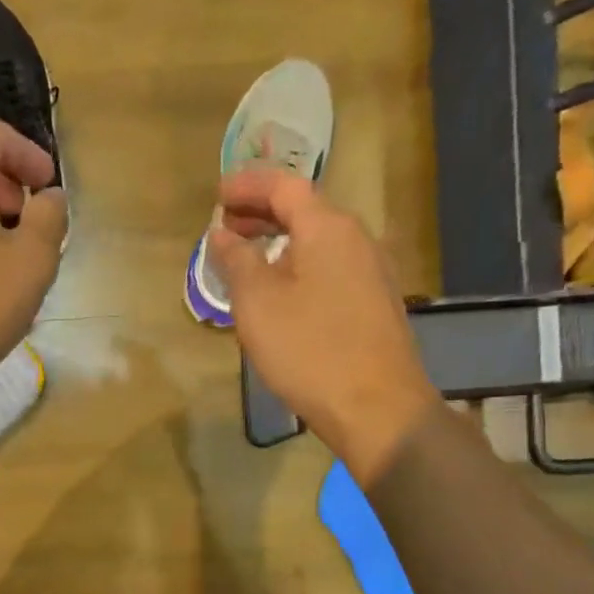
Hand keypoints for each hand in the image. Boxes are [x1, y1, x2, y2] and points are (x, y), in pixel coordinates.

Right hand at [210, 168, 437, 478]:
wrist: (376, 407)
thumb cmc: (310, 349)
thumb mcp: (257, 303)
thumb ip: (236, 260)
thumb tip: (222, 233)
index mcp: (328, 228)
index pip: (284, 187)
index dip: (248, 186)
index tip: (217, 194)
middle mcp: (357, 239)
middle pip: (305, 211)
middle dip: (262, 213)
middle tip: (225, 225)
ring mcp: (372, 272)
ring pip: (318, 241)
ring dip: (279, 242)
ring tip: (246, 259)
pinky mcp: (374, 303)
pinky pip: (329, 268)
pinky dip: (298, 266)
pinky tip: (280, 292)